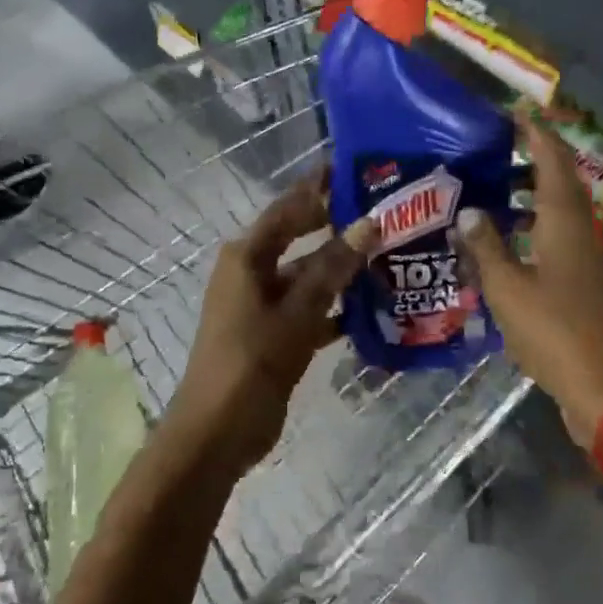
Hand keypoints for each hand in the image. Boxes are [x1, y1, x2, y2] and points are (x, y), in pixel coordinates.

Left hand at [172, 168, 378, 470]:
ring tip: (388, 256)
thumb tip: (369, 222)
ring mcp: (261, 304)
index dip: (318, 186)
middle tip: (382, 211)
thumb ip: (333, 268)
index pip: (288, 207)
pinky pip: (309, 308)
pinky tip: (372, 310)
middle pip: (300, 237)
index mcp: (248, 256)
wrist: (214, 436)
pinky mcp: (272, 333)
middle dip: (336, 225)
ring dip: (341, 270)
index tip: (352, 167)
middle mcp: (252, 271)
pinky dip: (335, 308)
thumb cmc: (250, 363)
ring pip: (308, 275)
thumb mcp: (297, 313)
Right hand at [456, 110, 602, 444]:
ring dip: (534, 192)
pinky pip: (562, 233)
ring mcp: (590, 255)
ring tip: (496, 189)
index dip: (536, 132)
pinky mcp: (589, 278)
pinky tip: (510, 239)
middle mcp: (583, 228)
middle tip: (496, 148)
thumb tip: (468, 211)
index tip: (515, 111)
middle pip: (561, 179)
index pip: (552, 159)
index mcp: (564, 220)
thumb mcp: (507, 288)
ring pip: (562, 208)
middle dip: (533, 157)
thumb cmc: (553, 331)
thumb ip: (486, 246)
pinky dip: (538, 223)